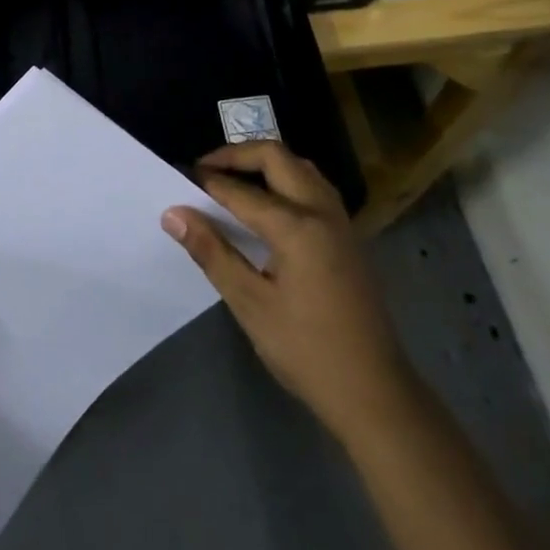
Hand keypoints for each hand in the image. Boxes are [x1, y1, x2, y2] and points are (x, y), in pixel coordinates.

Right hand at [163, 143, 406, 447]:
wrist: (375, 394)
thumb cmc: (307, 351)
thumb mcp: (251, 304)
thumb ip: (212, 253)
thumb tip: (174, 214)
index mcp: (297, 226)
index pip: (241, 190)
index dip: (207, 181)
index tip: (178, 178)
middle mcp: (322, 210)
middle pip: (277, 157)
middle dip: (237, 155)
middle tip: (205, 169)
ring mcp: (340, 221)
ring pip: (300, 167)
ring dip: (265, 163)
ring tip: (232, 179)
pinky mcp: (348, 236)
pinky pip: (313, 186)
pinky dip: (285, 179)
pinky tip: (268, 204)